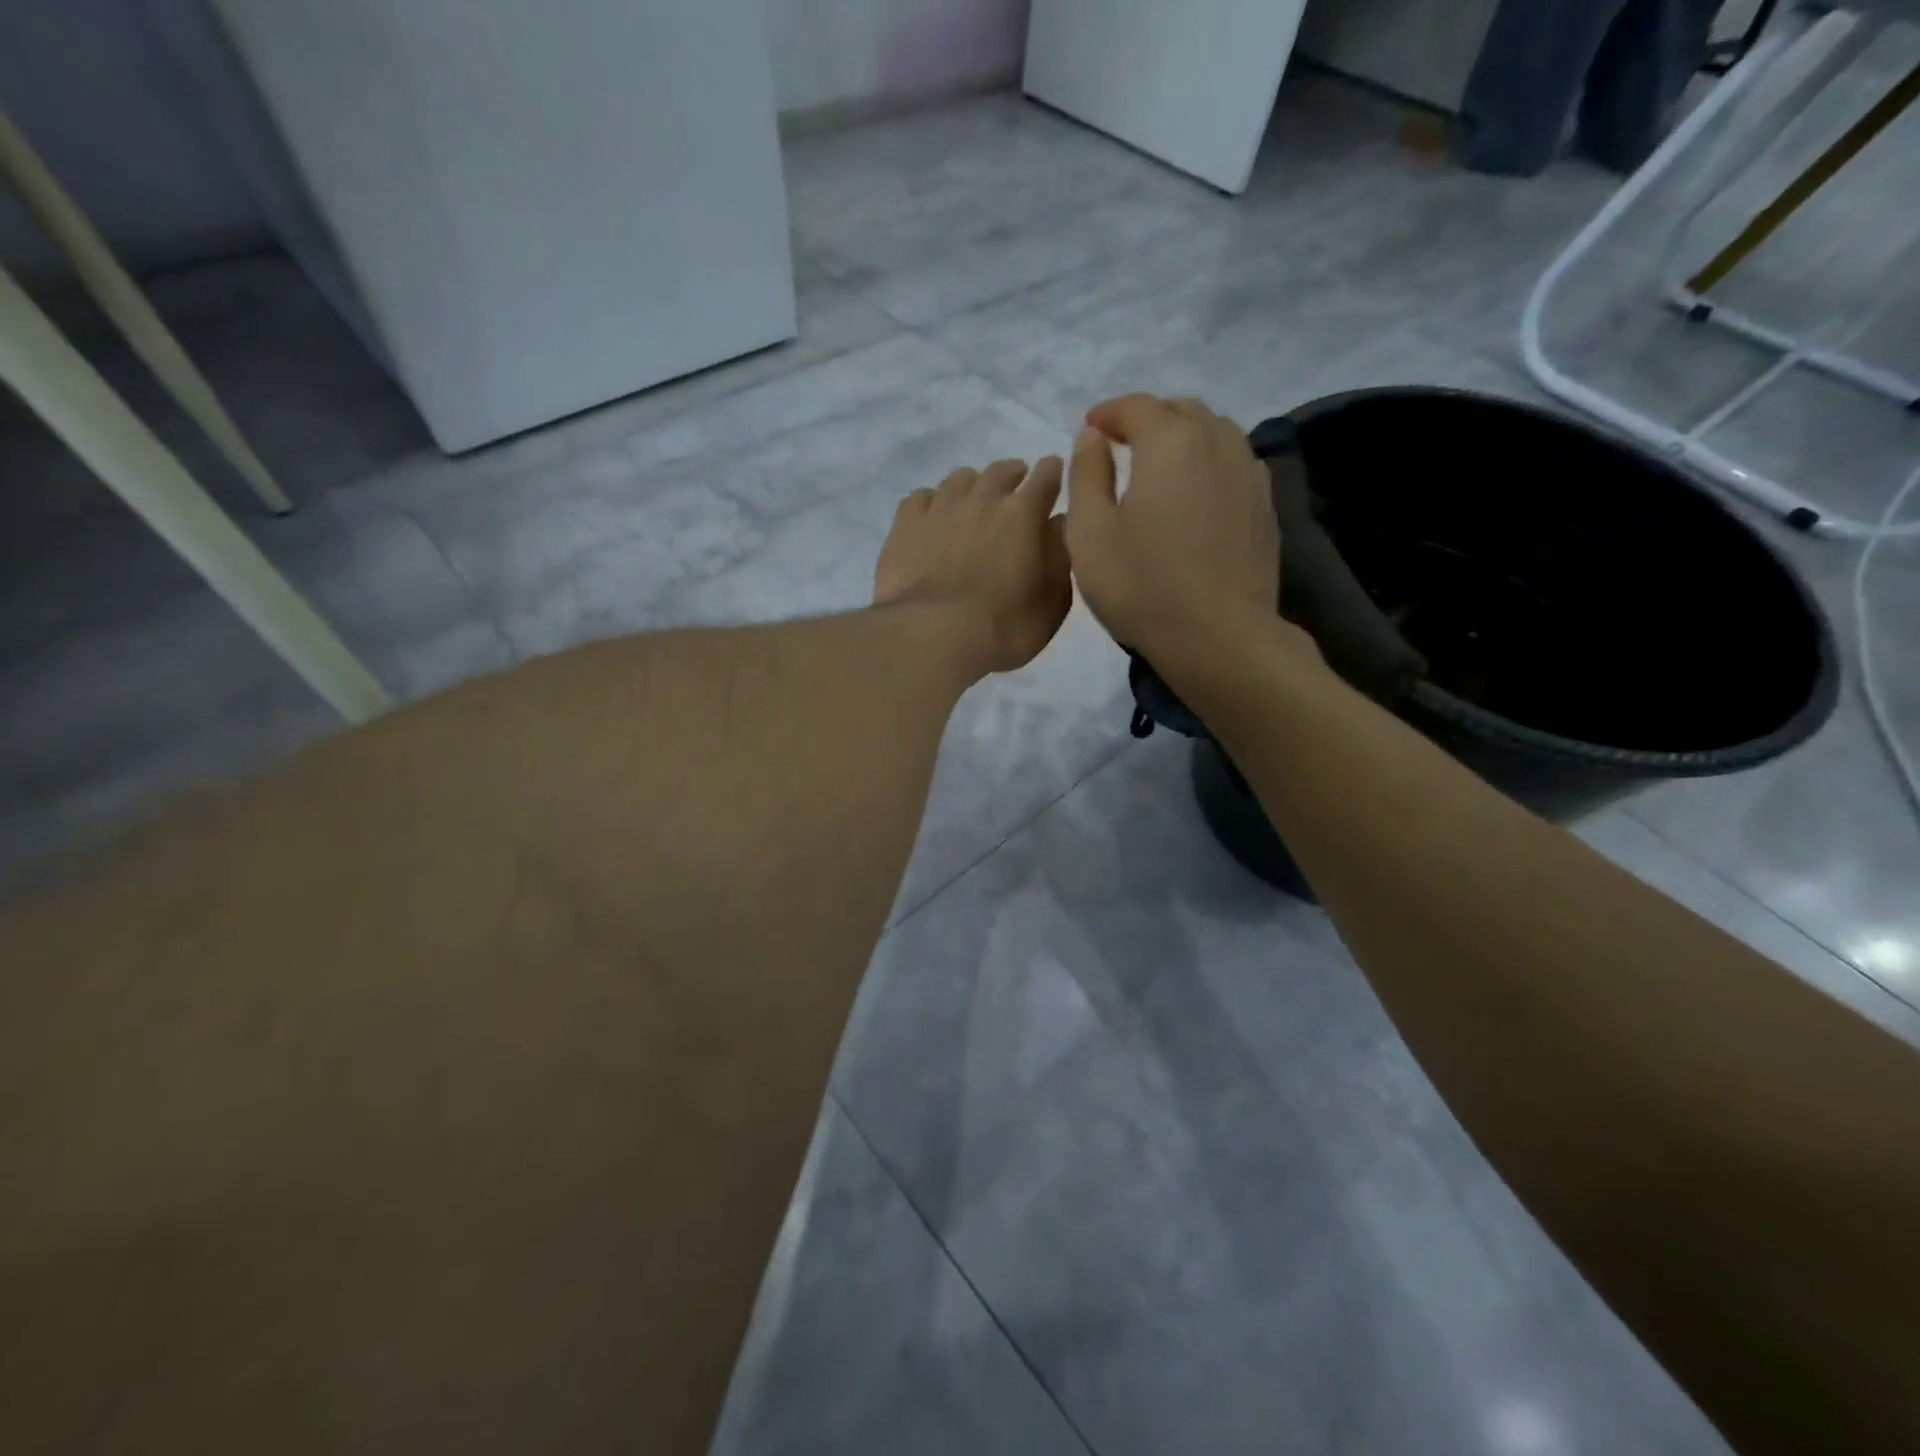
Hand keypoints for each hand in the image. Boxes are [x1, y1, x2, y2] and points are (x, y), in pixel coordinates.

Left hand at [874, 456, 1071, 675]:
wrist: (933, 636)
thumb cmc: (1004, 628)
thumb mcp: (1052, 603)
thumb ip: (1060, 558)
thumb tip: (1058, 524)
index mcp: (1023, 514)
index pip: (1045, 477)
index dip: (1052, 472)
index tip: (1053, 472)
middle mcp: (982, 499)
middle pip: (1001, 471)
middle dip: (1013, 475)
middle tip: (1015, 488)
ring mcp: (940, 508)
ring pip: (960, 479)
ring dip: (973, 485)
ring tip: (973, 500)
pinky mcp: (905, 524)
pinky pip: (921, 497)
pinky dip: (933, 501)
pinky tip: (933, 516)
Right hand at [1064, 394, 1286, 671]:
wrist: (1219, 637)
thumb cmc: (1142, 586)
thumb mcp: (1089, 533)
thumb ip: (1086, 474)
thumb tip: (1092, 435)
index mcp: (1169, 442)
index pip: (1137, 406)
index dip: (1108, 413)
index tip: (1089, 428)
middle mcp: (1217, 443)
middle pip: (1181, 410)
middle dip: (1148, 419)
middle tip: (1121, 445)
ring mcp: (1249, 473)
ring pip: (1215, 431)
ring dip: (1183, 436)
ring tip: (1159, 466)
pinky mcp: (1266, 505)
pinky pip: (1235, 462)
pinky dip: (1209, 462)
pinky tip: (1195, 493)